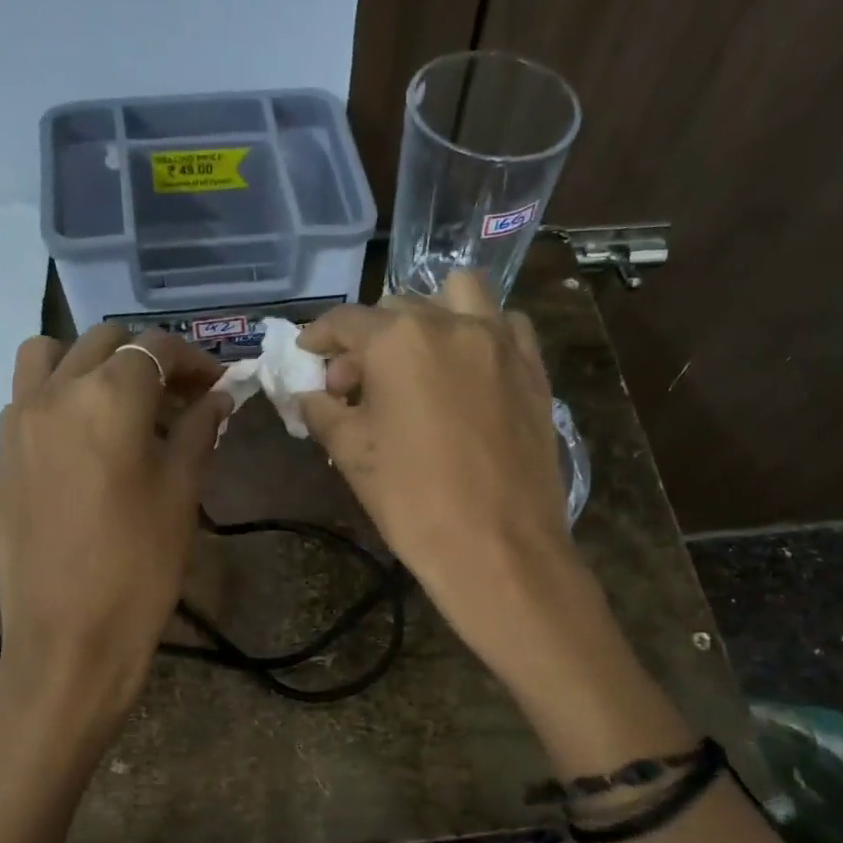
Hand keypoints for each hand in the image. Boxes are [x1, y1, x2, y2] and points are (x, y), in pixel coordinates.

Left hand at [0, 325, 229, 722]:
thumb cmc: (140, 566)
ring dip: (91, 362)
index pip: (154, 348)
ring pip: (50, 355)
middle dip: (147, 357)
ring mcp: (16, 420)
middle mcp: (54, 392)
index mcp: (108, 398)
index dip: (192, 358)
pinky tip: (86, 438)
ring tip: (121, 402)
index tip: (217, 383)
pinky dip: (59, 393)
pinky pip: (26, 395)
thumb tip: (218, 398)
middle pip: (103, 341)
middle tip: (180, 395)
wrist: (68, 636)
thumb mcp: (182, 493)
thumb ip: (199, 432)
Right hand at [297, 271, 581, 661]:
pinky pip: (506, 325)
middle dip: (370, 339)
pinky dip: (481, 332)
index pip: (346, 322)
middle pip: (398, 307)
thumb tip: (311, 393)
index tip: (309, 355)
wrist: (497, 547)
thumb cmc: (413, 502)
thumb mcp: (351, 455)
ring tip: (419, 357)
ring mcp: (500, 341)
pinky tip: (470, 369)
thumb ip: (323, 411)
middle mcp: (451, 323)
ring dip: (431, 313)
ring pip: (459, 294)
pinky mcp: (533, 368)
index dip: (320, 337)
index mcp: (398, 341)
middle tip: (358, 384)